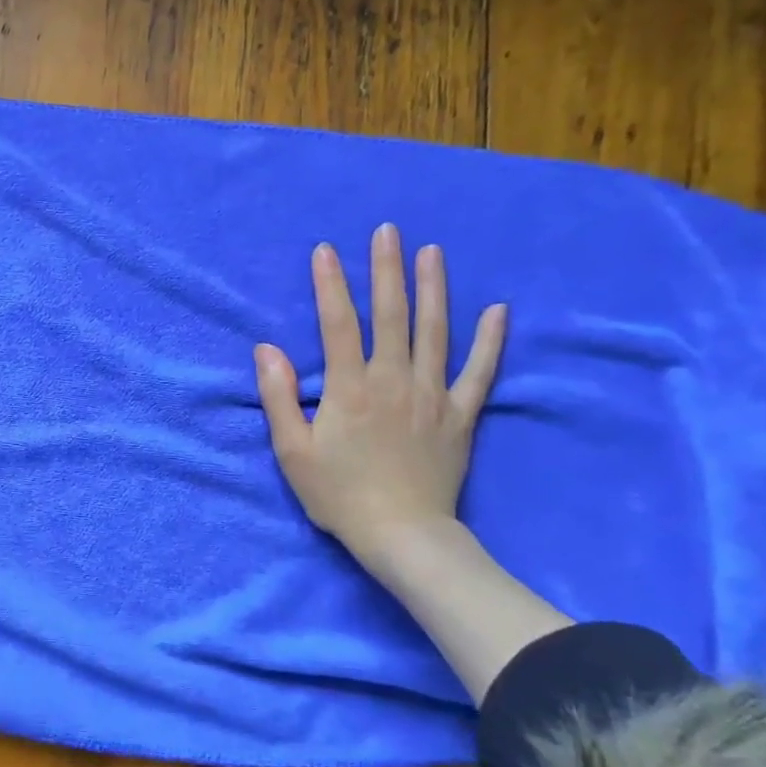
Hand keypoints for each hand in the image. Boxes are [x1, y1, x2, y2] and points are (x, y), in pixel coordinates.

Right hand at [255, 224, 505, 566]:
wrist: (402, 535)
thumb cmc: (339, 494)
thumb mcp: (292, 451)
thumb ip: (278, 397)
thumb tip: (267, 349)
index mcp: (350, 388)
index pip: (338, 324)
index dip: (330, 285)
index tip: (325, 250)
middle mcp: (393, 380)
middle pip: (391, 315)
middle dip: (386, 270)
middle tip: (387, 230)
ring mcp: (433, 395)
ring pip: (435, 331)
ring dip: (433, 289)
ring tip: (433, 252)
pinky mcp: (460, 415)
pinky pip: (479, 372)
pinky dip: (491, 341)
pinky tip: (499, 311)